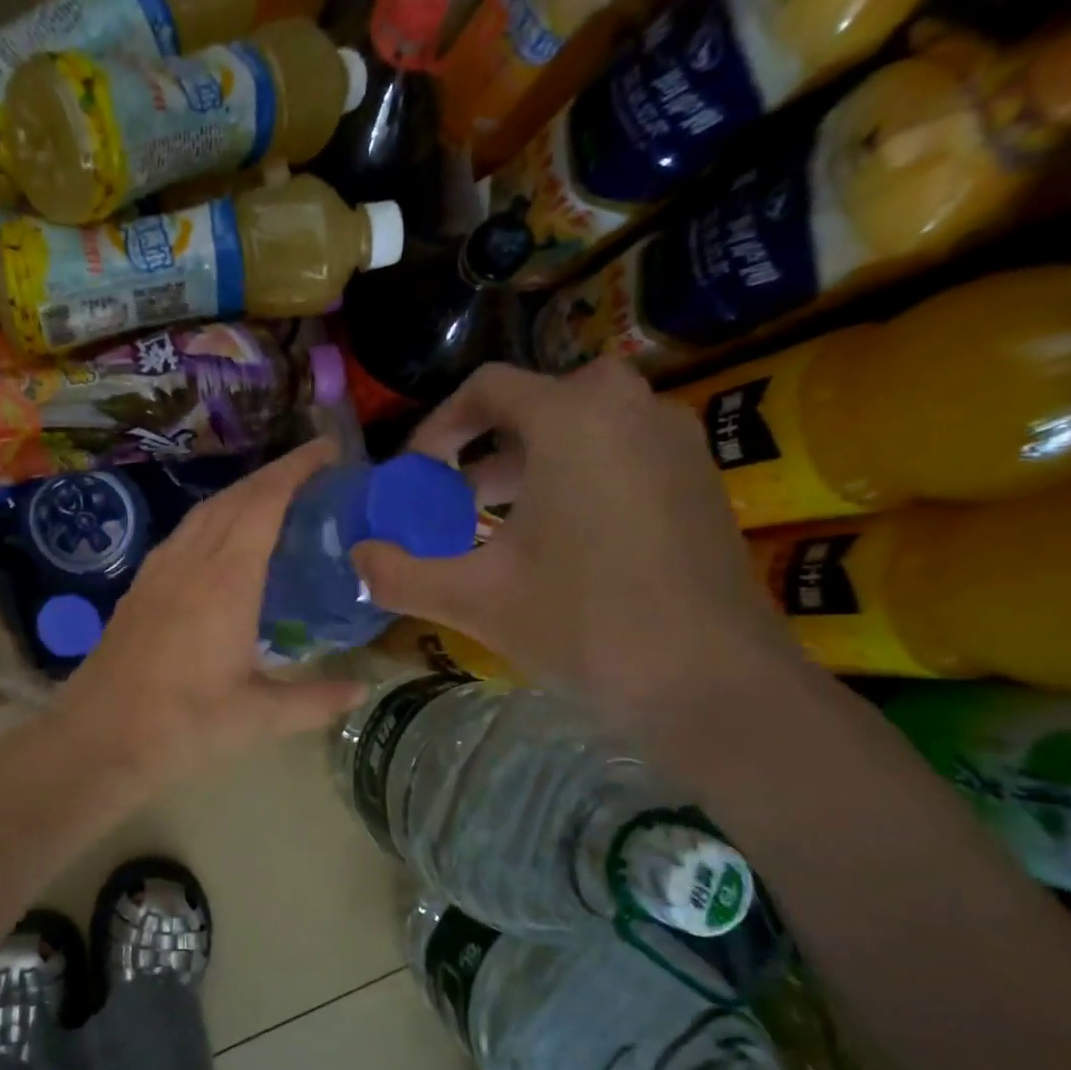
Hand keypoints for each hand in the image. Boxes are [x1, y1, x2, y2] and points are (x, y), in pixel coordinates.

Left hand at [57, 438, 369, 786]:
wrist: (99, 737)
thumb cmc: (183, 725)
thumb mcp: (258, 717)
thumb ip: (315, 699)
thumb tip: (363, 690)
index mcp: (226, 579)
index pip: (265, 501)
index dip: (297, 468)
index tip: (328, 449)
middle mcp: (191, 560)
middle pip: (235, 497)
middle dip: (275, 475)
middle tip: (314, 473)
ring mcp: (159, 570)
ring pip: (204, 512)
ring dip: (242, 495)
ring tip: (275, 500)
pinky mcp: (140, 586)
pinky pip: (183, 534)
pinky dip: (213, 520)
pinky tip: (222, 542)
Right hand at [352, 359, 810, 736]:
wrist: (714, 682)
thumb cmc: (586, 624)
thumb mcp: (475, 599)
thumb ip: (400, 574)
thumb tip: (356, 557)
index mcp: (573, 420)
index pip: (488, 387)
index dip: (438, 427)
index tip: (416, 476)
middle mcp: (630, 410)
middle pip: (538, 401)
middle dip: (485, 444)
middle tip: (455, 497)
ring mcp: (675, 442)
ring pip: (583, 425)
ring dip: (529, 460)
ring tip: (496, 522)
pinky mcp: (699, 480)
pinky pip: (621, 451)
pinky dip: (576, 475)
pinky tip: (559, 542)